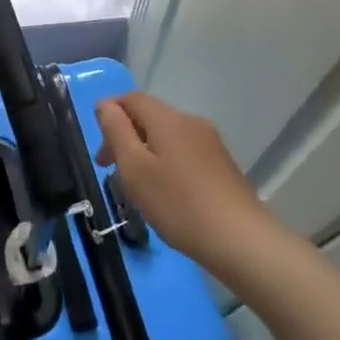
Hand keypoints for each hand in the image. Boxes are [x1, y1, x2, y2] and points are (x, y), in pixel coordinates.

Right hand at [93, 91, 276, 268]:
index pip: (131, 99)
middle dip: (124, 136)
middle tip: (107, 169)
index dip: (109, 113)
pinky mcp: (222, 164)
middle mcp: (191, 122)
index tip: (98, 146)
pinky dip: (164, 162)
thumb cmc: (178, 204)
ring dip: (143, 151)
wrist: (241, 241)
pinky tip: (164, 192)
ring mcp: (211, 143)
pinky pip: (183, 151)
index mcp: (168, 119)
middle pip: (149, 116)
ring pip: (166, 136)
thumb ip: (116, 131)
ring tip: (135, 185)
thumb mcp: (135, 168)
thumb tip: (105, 105)